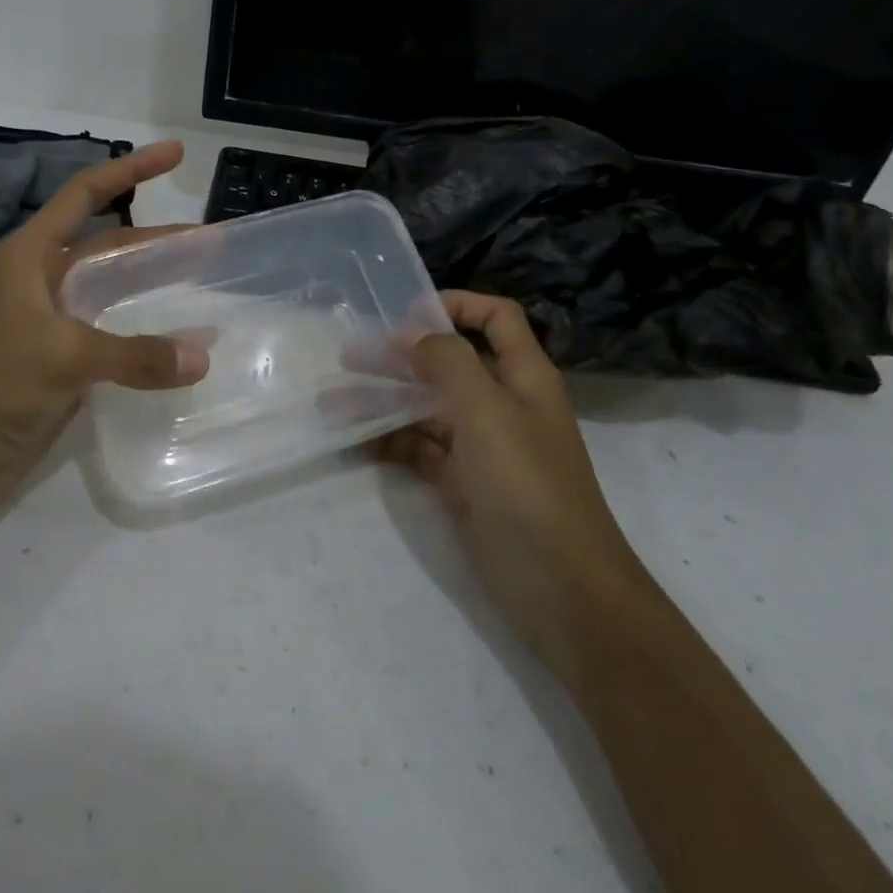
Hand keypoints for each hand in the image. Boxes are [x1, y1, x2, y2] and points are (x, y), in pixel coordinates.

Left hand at [0, 141, 208, 528]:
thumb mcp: (62, 357)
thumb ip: (135, 355)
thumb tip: (203, 356)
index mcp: (30, 258)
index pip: (85, 196)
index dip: (130, 170)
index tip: (175, 154)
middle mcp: (43, 283)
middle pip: (110, 245)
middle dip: (159, 239)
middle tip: (212, 241)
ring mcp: (54, 326)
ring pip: (115, 292)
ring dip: (155, 284)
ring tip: (203, 280)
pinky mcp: (63, 366)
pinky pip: (116, 339)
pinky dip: (148, 336)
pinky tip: (178, 344)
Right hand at [379, 291, 640, 657]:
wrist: (559, 587)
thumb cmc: (526, 485)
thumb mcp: (487, 411)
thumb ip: (448, 362)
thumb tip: (411, 334)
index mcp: (523, 376)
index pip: (496, 318)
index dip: (456, 305)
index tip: (404, 315)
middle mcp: (502, 404)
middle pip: (449, 363)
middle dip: (401, 356)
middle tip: (348, 357)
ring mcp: (481, 447)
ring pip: (428, 409)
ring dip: (385, 401)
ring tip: (333, 402)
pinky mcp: (462, 484)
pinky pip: (421, 450)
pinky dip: (390, 442)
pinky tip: (354, 440)